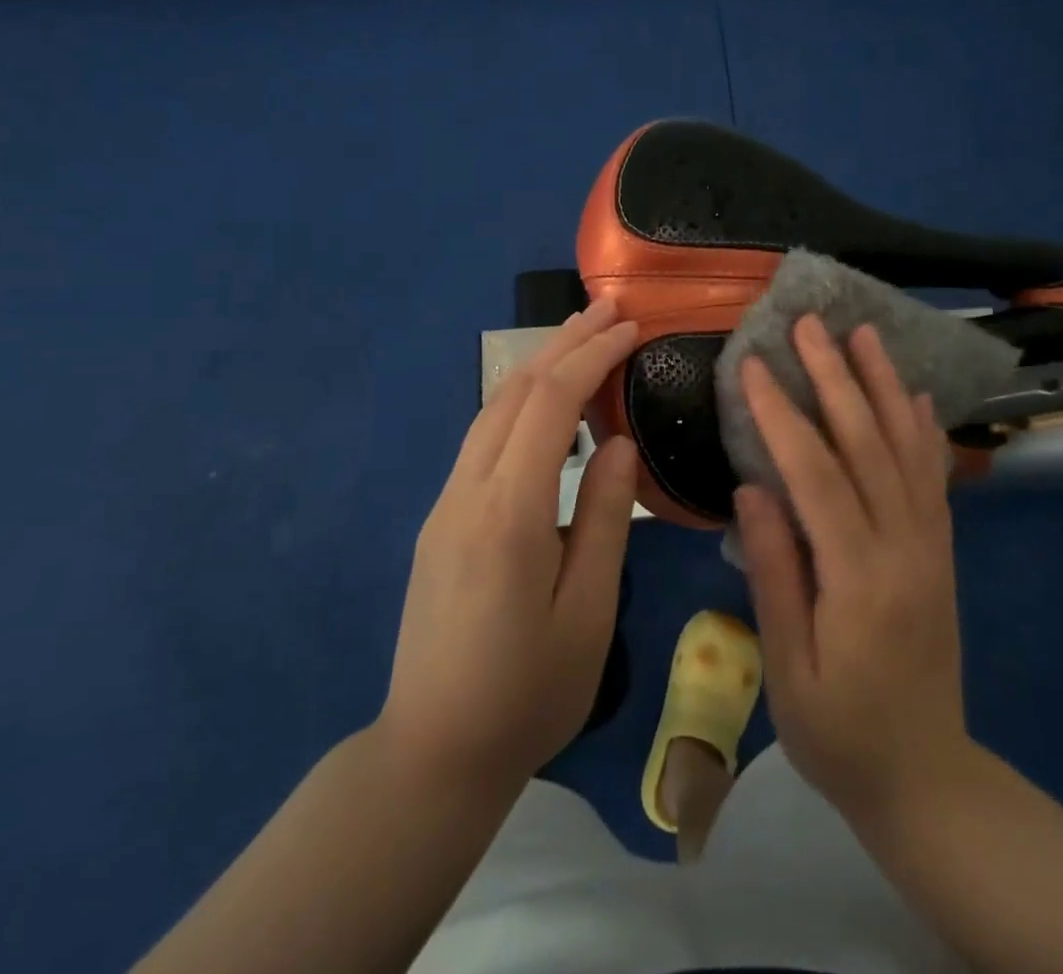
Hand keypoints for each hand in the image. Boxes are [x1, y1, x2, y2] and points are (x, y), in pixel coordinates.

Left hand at [378, 298, 639, 794]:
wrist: (432, 753)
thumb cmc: (527, 693)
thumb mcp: (589, 613)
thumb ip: (606, 519)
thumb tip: (620, 442)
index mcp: (510, 512)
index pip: (551, 404)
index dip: (591, 356)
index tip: (630, 327)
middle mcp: (469, 491)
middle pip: (515, 392)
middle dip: (564, 343)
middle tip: (609, 310)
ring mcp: (446, 503)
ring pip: (493, 411)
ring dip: (539, 367)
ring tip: (582, 340)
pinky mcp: (440, 520)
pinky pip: (483, 440)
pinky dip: (520, 403)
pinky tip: (546, 404)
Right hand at [734, 315, 968, 827]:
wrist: (927, 779)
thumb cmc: (839, 733)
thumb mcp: (789, 669)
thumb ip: (775, 574)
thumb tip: (753, 487)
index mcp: (859, 578)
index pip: (815, 475)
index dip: (781, 414)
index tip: (751, 365)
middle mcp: (904, 547)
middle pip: (867, 443)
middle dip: (835, 376)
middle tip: (809, 324)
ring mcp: (930, 545)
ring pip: (907, 448)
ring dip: (883, 385)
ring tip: (865, 334)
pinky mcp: (940, 551)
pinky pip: (933, 477)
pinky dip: (922, 428)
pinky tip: (913, 395)